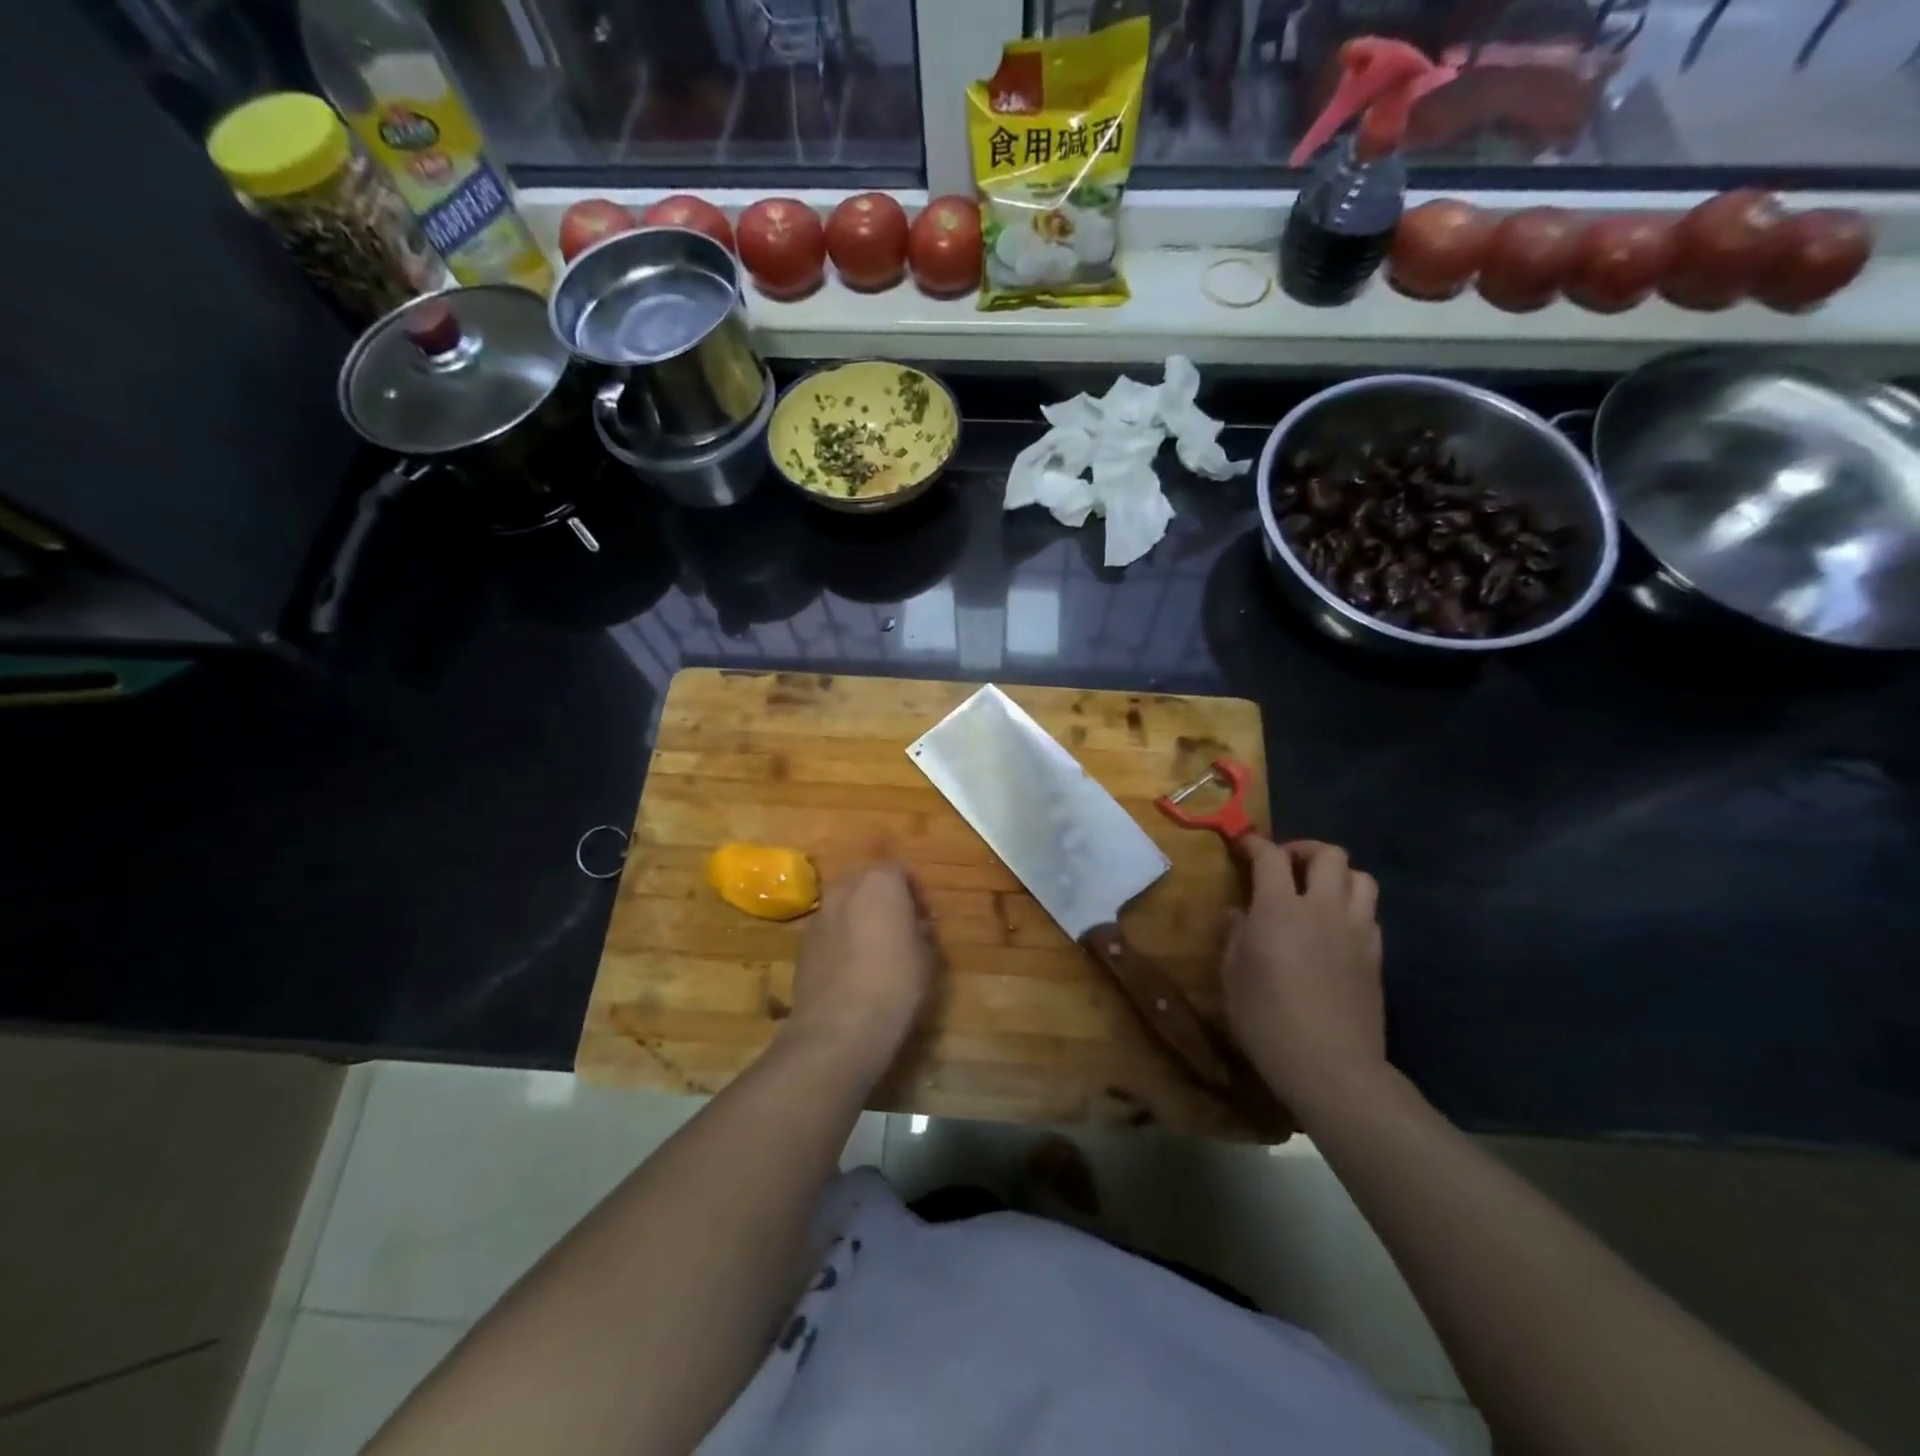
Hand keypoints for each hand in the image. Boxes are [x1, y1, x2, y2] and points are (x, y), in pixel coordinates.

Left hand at [785, 864, 937, 1073]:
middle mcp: (845, 889)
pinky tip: (853, 970)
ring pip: (845, 906)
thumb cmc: (895, 984)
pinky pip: (829, 931)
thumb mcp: (927, 957)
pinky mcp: (802, 944)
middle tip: (901, 930)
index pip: (901, 872)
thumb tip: (917, 925)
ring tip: (875, 952)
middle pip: (868, 884)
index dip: (915, 895)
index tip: (925, 920)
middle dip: (884, 901)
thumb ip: (923, 931)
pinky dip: (841, 940)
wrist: (839, 1028)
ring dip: (860, 919)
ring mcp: (819, 915)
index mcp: (880, 882)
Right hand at [1222, 837, 1385, 1110]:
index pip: (1270, 857)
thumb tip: (1240, 913)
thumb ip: (1235, 936)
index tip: (1242, 846)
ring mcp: (1356, 932)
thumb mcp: (1232, 977)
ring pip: (1360, 877)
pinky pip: (1370, 913)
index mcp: (1280, 910)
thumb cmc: (1267, 1020)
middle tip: (1285, 864)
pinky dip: (1352, 907)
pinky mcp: (1376, 956)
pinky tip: (1335, 928)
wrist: (1332, 1066)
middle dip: (1303, 850)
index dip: (1255, 844)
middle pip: (1328, 855)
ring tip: (1317, 890)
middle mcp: (1323, 909)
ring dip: (1336, 874)